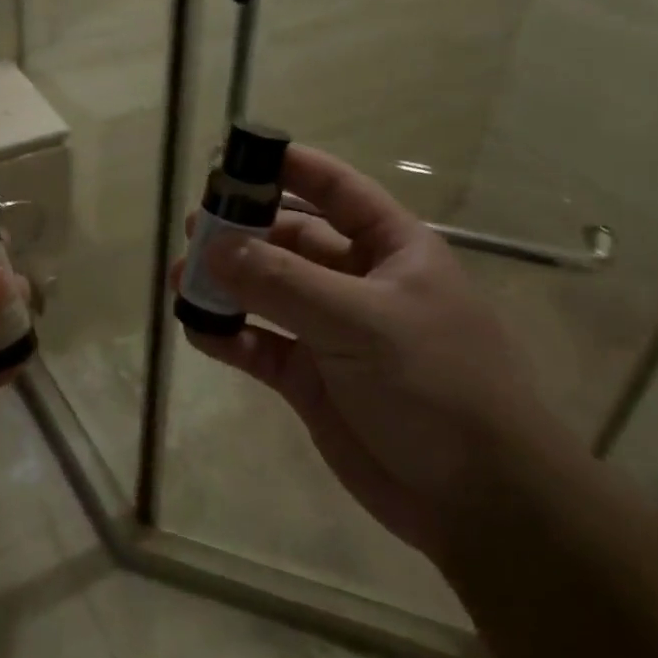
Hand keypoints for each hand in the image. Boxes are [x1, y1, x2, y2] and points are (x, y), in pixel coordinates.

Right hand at [175, 144, 556, 555]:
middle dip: (244, 231)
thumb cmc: (435, 385)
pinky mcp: (311, 379)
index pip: (336, 189)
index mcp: (391, 248)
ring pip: (268, 292)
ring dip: (227, 284)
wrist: (477, 501)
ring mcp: (332, 331)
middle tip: (193, 230)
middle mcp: (358, 281)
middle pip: (291, 240)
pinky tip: (197, 329)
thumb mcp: (360, 322)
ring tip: (180, 279)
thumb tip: (212, 246)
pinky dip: (228, 336)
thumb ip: (283, 282)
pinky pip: (260, 345)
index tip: (236, 157)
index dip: (290, 167)